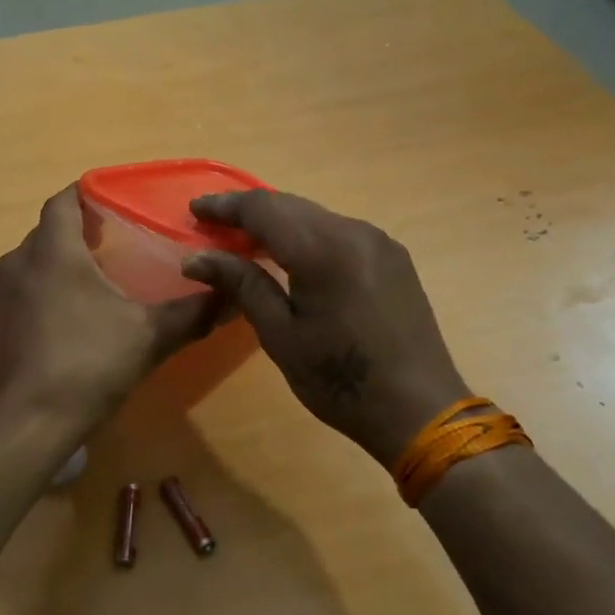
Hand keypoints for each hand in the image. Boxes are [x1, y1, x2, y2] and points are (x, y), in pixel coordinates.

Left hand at [0, 186, 225, 455]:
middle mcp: (18, 263)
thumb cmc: (88, 365)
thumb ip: (192, 312)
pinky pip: (22, 289)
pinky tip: (70, 316)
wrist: (28, 425)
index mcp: (53, 252)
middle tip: (116, 239)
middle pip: (48, 230)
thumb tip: (232, 294)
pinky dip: (44, 288)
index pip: (62, 201)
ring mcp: (0, 295)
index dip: (87, 193)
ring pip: (32, 260)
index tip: (116, 200)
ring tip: (97, 277)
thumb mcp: (149, 337)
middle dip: (79, 229)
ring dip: (60, 260)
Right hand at [182, 191, 467, 465]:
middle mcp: (353, 231)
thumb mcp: (280, 335)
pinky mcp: (393, 257)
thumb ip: (241, 284)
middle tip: (213, 225)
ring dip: (279, 222)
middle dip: (249, 211)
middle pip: (290, 205)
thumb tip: (196, 258)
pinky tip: (292, 256)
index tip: (194, 210)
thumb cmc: (340, 380)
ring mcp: (378, 241)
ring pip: (316, 216)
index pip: (263, 208)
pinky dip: (307, 235)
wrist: (420, 410)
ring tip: (246, 240)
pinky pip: (339, 231)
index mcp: (323, 249)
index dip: (225, 206)